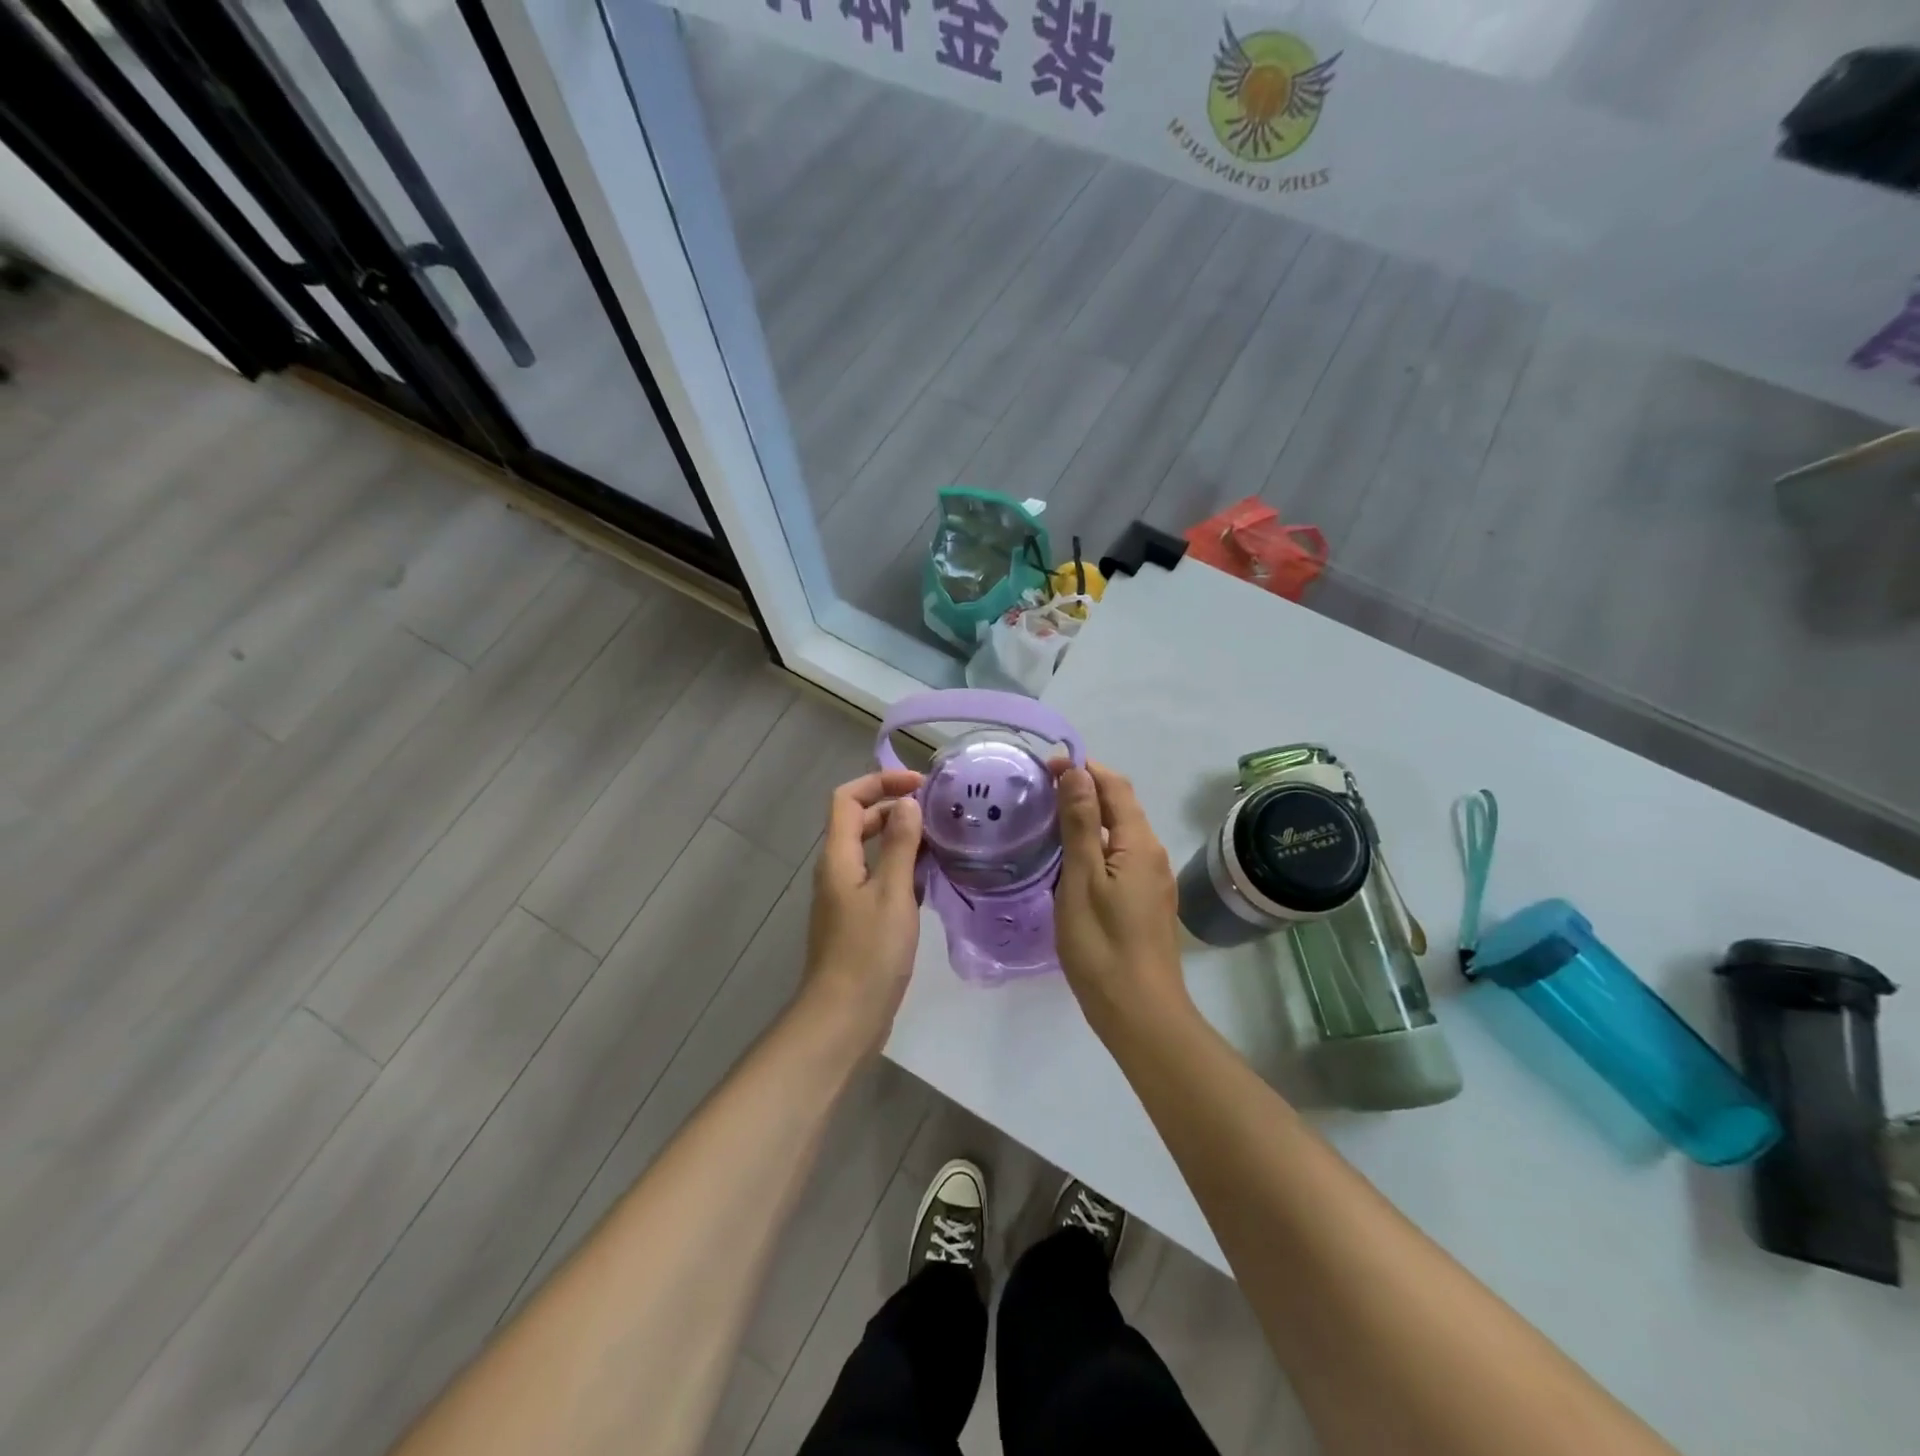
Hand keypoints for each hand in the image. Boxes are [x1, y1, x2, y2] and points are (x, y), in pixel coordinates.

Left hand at [802, 769, 924, 1051]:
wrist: (844, 1018)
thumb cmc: (868, 953)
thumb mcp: (891, 894)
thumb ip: (900, 846)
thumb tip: (907, 803)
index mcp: (838, 857)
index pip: (848, 798)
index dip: (880, 782)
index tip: (919, 785)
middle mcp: (838, 871)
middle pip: (860, 822)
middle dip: (895, 809)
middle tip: (937, 813)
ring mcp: (847, 897)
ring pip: (873, 853)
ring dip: (903, 841)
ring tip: (943, 842)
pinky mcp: (860, 921)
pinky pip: (881, 880)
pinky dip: (904, 871)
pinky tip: (933, 881)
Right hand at [1051, 760, 1189, 1040]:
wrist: (1139, 1012)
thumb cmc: (1103, 944)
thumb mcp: (1082, 879)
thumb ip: (1081, 823)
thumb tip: (1076, 772)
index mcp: (1140, 843)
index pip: (1115, 786)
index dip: (1084, 768)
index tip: (1046, 765)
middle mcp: (1152, 854)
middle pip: (1121, 807)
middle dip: (1085, 789)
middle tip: (1041, 789)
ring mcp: (1152, 880)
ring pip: (1120, 834)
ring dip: (1090, 818)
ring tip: (1049, 819)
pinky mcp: (1145, 902)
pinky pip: (1120, 858)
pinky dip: (1095, 845)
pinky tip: (1070, 859)